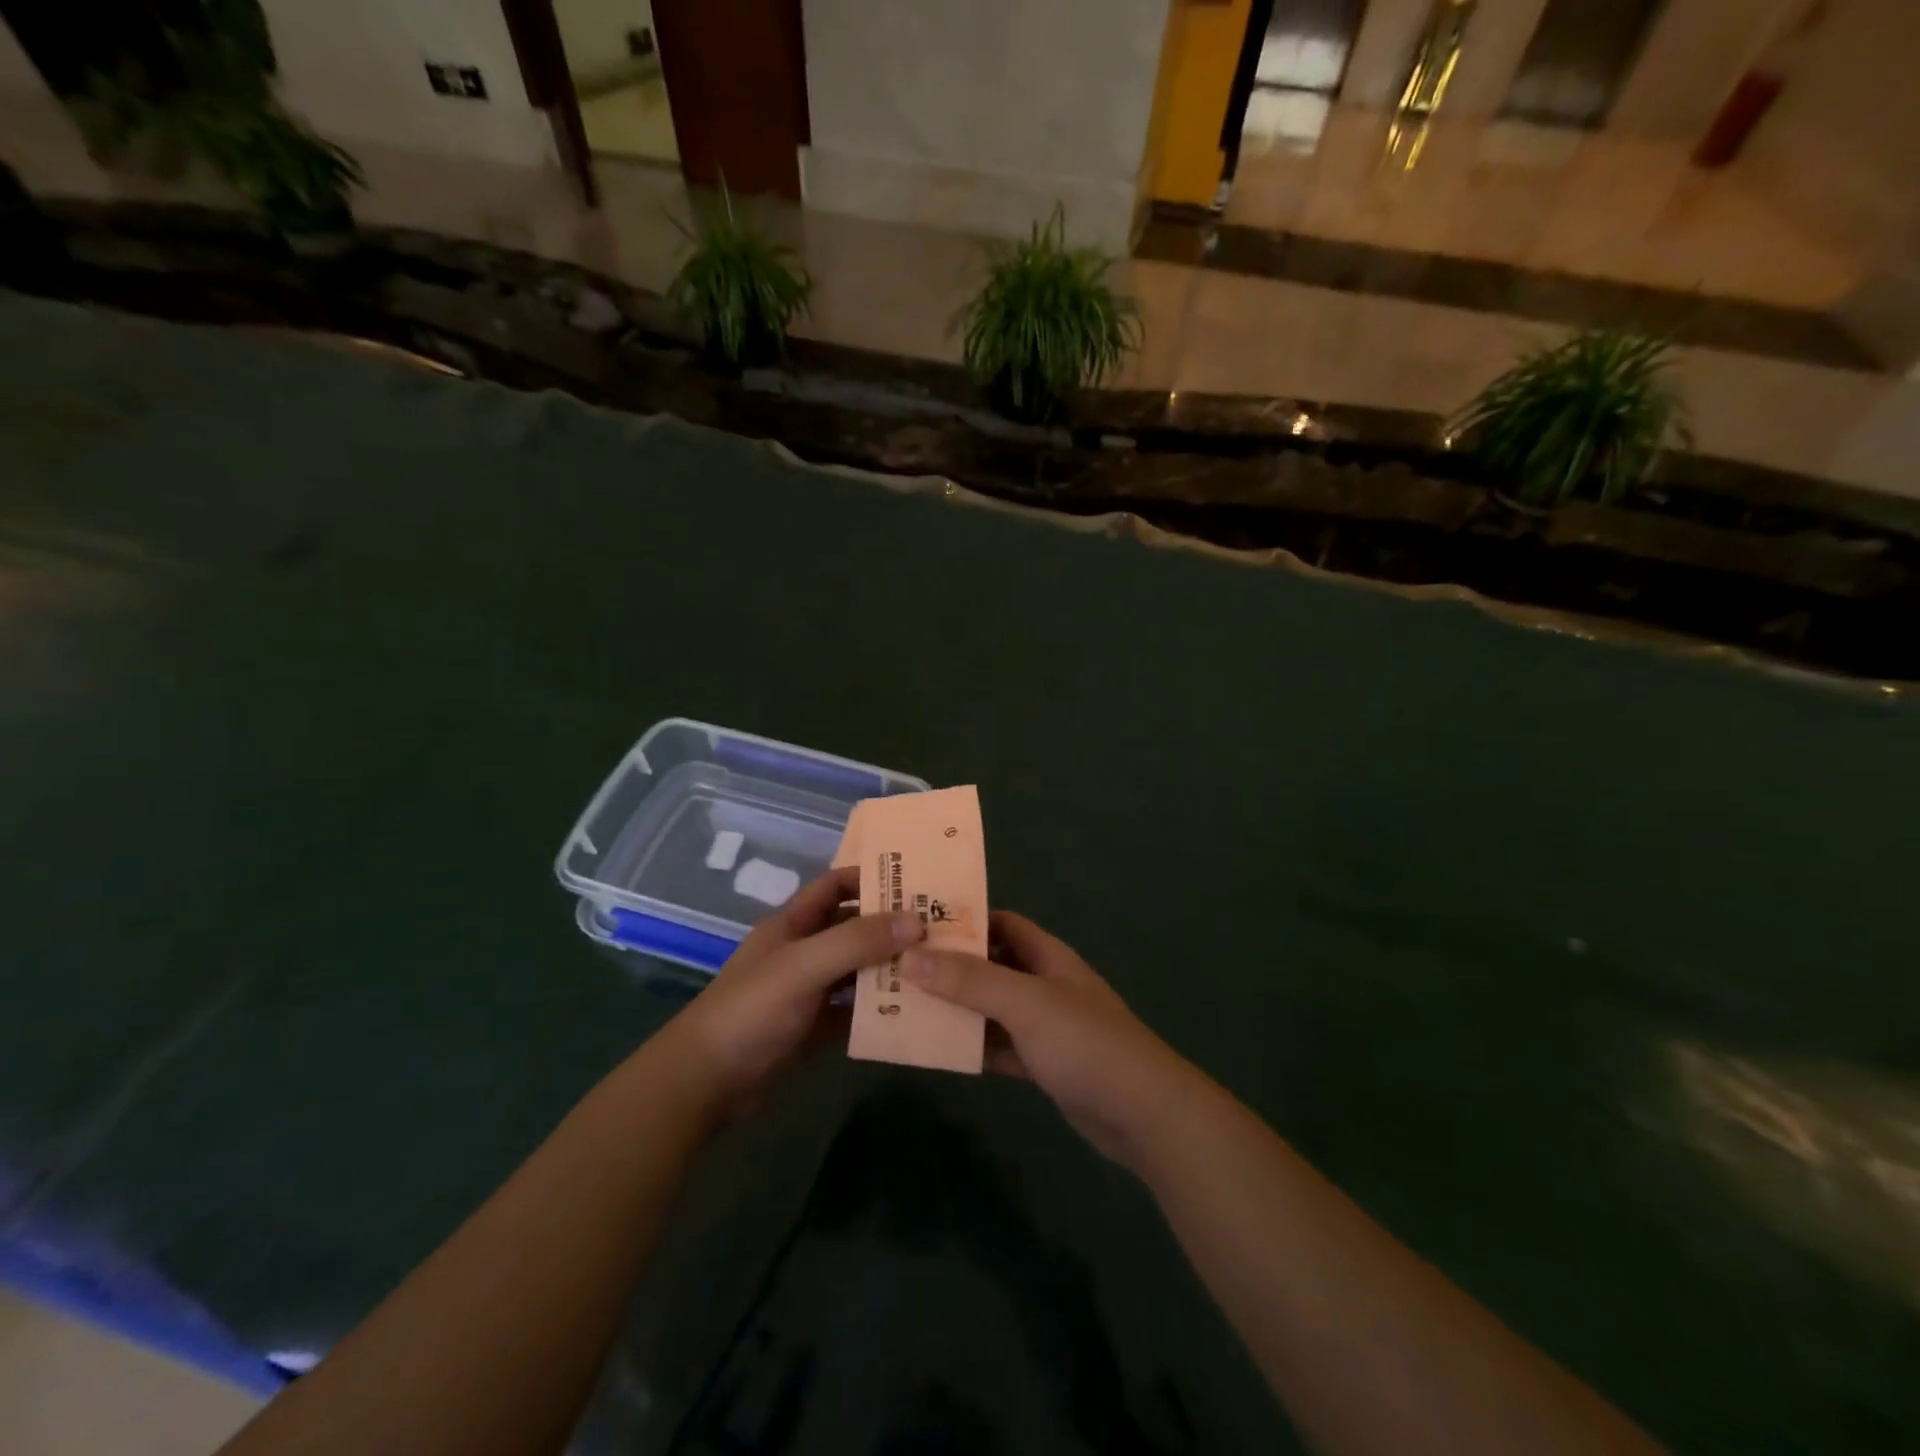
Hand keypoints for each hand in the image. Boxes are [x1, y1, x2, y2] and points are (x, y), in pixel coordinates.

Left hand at [671, 865, 924, 1108]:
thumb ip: (856, 941)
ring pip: (857, 969)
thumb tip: (916, 922)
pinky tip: (913, 1011)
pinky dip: (879, 1008)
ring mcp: (809, 990)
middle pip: (853, 927)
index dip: (871, 878)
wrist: (706, 1082)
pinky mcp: (814, 1027)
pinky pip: (854, 1010)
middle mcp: (803, 950)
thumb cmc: (751, 1010)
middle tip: (940, 927)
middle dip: (891, 925)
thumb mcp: (803, 967)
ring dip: (889, 967)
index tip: (917, 881)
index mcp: (793, 923)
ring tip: (937, 967)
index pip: (836, 884)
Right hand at [902, 912, 1198, 1169]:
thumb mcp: (1025, 1003)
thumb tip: (911, 956)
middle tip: (898, 967)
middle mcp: (1045, 984)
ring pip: (991, 1008)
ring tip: (905, 1006)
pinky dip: (973, 1046)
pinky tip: (937, 1050)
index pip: (1001, 923)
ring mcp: (1045, 1026)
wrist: (1143, 1114)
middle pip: (991, 965)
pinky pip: (999, 1046)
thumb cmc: (1085, 1043)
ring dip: (957, 1008)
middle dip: (951, 966)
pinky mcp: (1043, 1063)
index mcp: (1047, 956)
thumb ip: (970, 980)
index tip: (916, 924)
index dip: (963, 920)